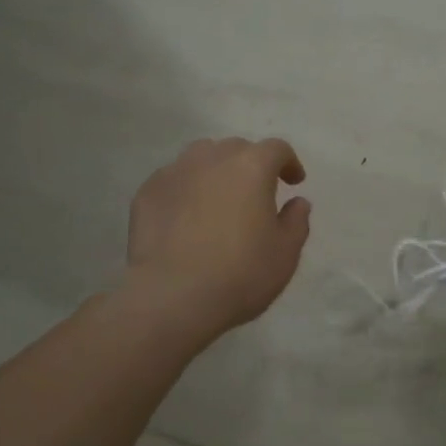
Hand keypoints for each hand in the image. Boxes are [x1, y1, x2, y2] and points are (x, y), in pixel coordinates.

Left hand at [125, 137, 311, 336]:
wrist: (171, 297)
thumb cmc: (239, 274)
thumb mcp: (285, 254)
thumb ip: (296, 222)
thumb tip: (298, 203)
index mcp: (252, 166)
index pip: (276, 149)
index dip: (288, 163)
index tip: (293, 183)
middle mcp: (213, 158)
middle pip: (237, 148)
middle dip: (250, 164)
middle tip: (255, 193)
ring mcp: (175, 172)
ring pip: (201, 157)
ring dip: (216, 170)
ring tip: (218, 198)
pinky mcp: (147, 192)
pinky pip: (173, 180)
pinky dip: (185, 189)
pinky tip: (185, 217)